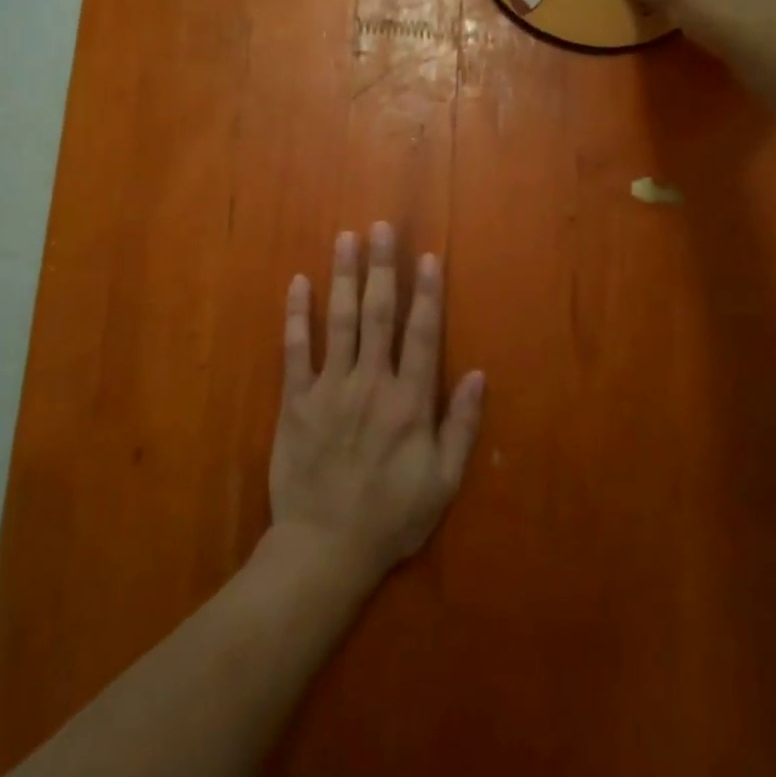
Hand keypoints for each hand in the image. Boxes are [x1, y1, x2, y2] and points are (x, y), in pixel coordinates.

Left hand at [269, 224, 485, 588]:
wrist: (325, 548)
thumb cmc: (391, 517)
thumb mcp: (442, 482)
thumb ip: (461, 426)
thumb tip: (479, 374)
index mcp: (409, 402)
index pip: (423, 334)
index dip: (427, 293)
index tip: (427, 257)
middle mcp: (371, 383)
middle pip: (379, 314)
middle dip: (382, 268)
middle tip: (381, 228)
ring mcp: (330, 389)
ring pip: (339, 321)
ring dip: (343, 277)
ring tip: (345, 238)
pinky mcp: (296, 400)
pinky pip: (295, 349)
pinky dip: (296, 315)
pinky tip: (296, 283)